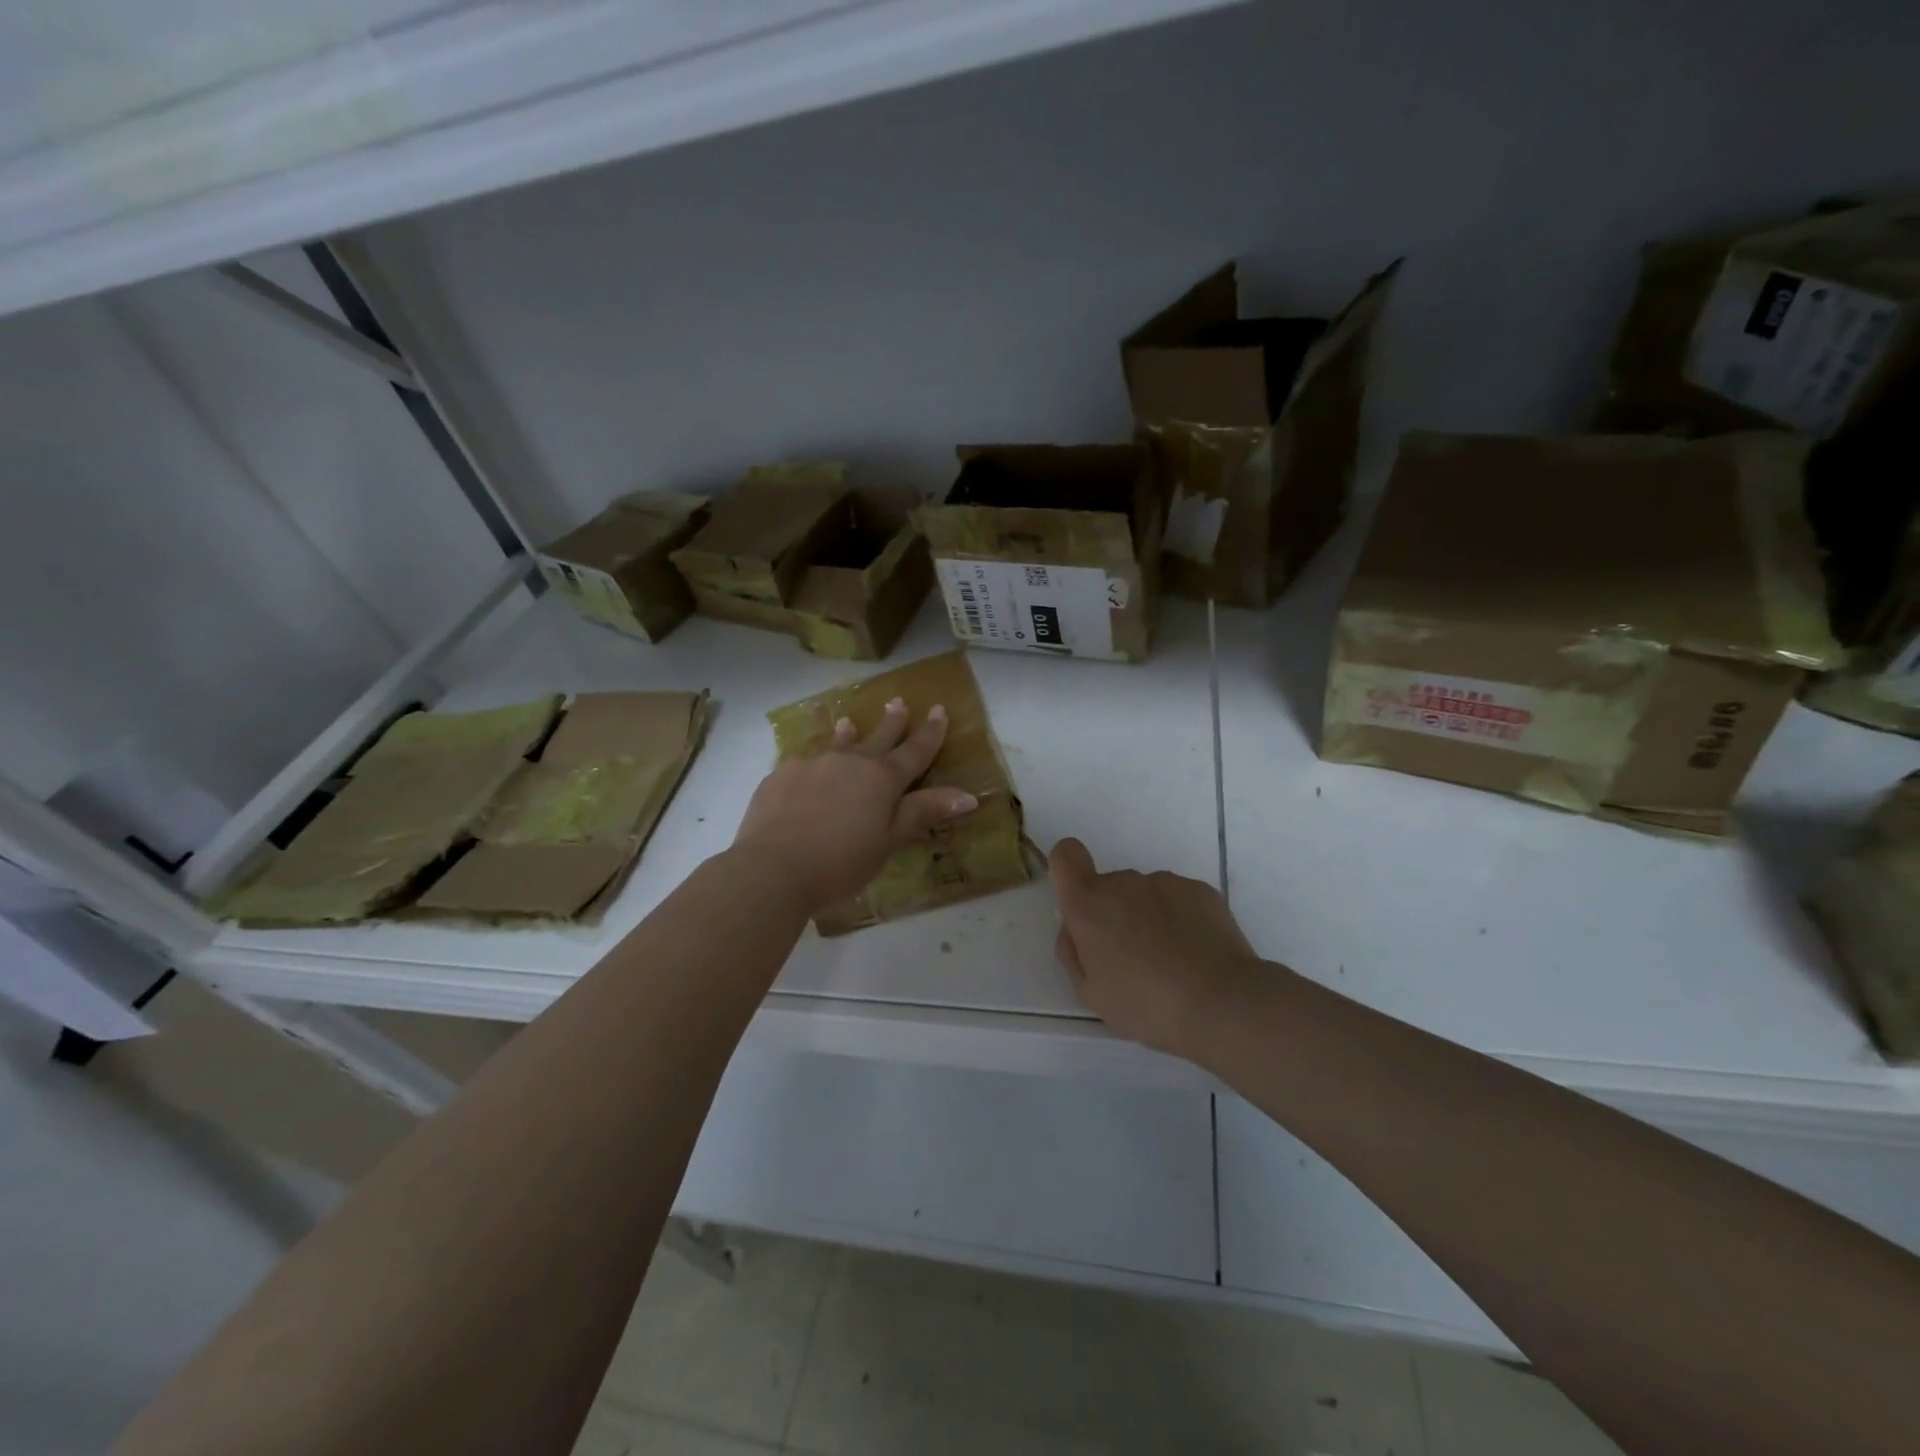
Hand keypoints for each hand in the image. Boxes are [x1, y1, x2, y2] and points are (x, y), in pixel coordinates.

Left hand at [734, 698, 977, 912]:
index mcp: (882, 778)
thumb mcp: (889, 841)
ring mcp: (812, 765)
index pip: (915, 750)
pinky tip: (805, 774)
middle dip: (892, 721)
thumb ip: (923, 813)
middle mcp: (849, 762)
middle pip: (877, 737)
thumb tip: (968, 795)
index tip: (939, 710)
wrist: (773, 868)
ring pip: (835, 744)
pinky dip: (813, 766)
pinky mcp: (780, 776)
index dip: (930, 732)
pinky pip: (803, 764)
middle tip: (898, 702)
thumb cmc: (841, 861)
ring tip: (847, 722)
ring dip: (847, 734)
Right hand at [1049, 838, 1266, 1057]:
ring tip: (1170, 961)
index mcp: (1088, 905)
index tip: (1079, 899)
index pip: (1066, 855)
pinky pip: (1178, 899)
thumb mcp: (1089, 992)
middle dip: (1114, 914)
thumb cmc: (1145, 1004)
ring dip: (1149, 917)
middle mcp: (1123, 882)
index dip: (1068, 869)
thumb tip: (1074, 928)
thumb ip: (1072, 951)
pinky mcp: (1200, 889)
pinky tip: (1195, 954)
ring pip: (1145, 894)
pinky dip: (1181, 919)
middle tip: (1132, 958)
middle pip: (1109, 886)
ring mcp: (1165, 882)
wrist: (1221, 1004)